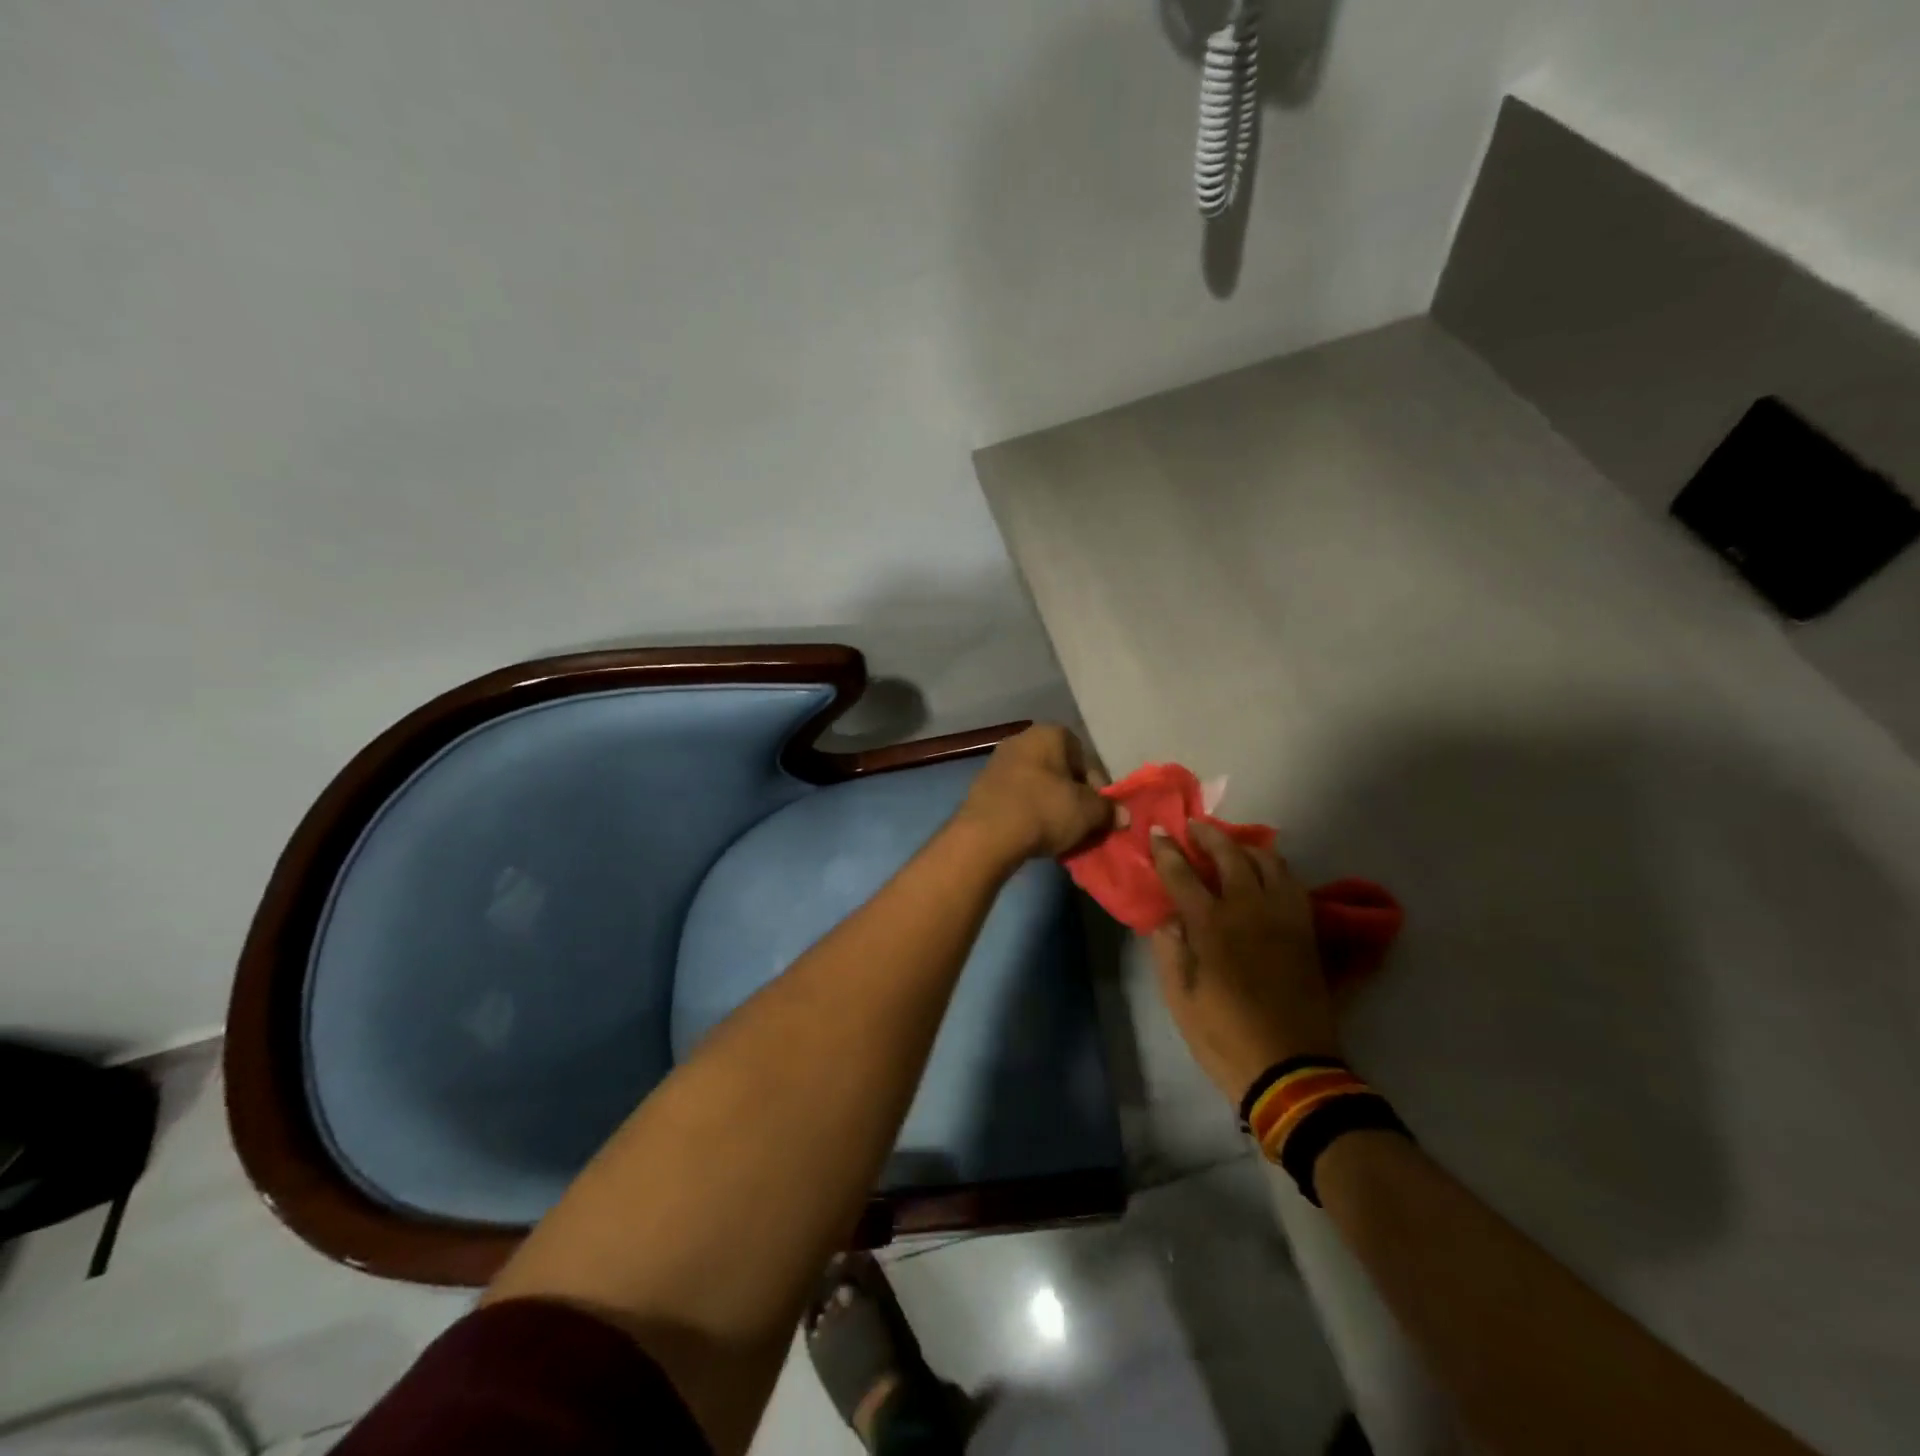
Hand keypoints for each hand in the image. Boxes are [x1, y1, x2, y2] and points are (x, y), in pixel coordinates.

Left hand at [954, 725, 1113, 863]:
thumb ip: (1108, 810)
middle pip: (1058, 769)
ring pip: (1036, 784)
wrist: (986, 834)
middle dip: (1072, 794)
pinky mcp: (982, 788)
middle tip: (1082, 822)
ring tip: (1059, 832)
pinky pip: (1016, 798)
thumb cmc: (1044, 810)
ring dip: (1050, 805)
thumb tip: (1122, 815)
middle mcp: (1020, 740)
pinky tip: (1033, 834)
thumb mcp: (1087, 812)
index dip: (1096, 783)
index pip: (1082, 753)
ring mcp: (997, 763)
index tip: (1099, 809)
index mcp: (1048, 733)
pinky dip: (1028, 812)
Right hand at [1148, 821, 1339, 1103]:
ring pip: (1268, 861)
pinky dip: (1274, 868)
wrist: (1291, 1069)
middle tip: (1193, 827)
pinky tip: (1264, 873)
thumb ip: (1169, 950)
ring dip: (1244, 846)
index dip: (1167, 850)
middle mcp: (1248, 910)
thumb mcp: (1180, 998)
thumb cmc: (1224, 1036)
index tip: (1157, 833)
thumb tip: (1167, 917)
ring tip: (1230, 846)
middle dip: (1208, 835)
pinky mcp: (1306, 930)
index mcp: (1211, 927)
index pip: (1183, 874)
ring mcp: (1283, 917)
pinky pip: (1292, 883)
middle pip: (1230, 855)